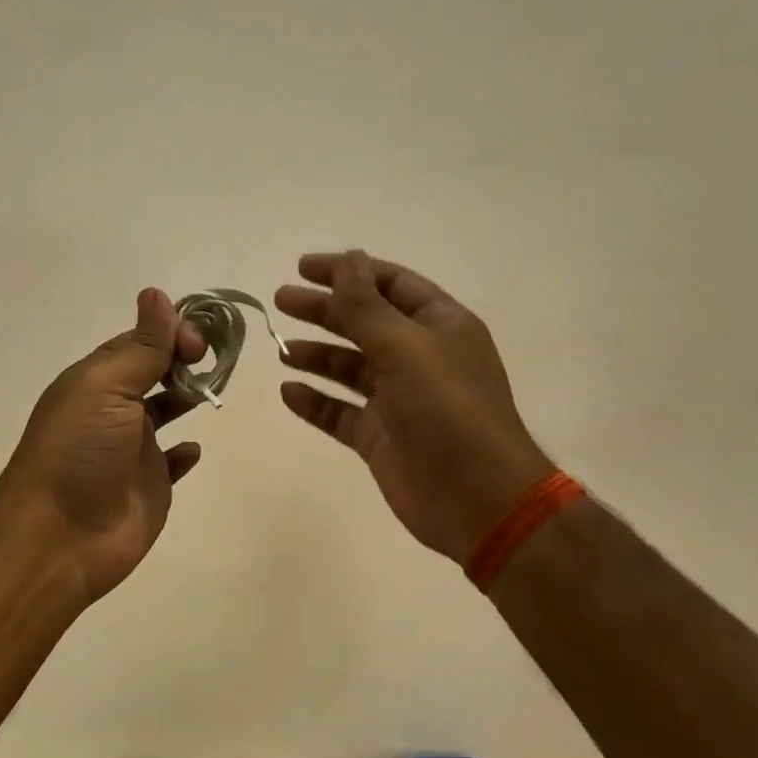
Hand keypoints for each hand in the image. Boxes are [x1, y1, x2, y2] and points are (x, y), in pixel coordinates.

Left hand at [0, 288, 207, 604]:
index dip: (173, 332)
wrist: (60, 538)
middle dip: (185, 359)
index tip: (199, 343)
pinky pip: (173, 462)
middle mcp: (115, 409)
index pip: (141, 341)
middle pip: (156, 371)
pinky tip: (195, 448)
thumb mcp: (106, 387)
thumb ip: (141, 346)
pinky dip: (186, 452)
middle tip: (215, 361)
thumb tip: (157, 294)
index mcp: (98, 380)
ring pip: (167, 411)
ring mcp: (133, 449)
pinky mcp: (149, 486)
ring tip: (215, 389)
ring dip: (189, 395)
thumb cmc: (79, 451)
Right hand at [276, 250, 555, 564]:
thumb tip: (348, 258)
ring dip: (317, 356)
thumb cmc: (447, 410)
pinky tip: (290, 393)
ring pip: (350, 368)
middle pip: (364, 323)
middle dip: (324, 310)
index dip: (349, 272)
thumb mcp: (405, 347)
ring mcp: (399, 400)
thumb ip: (367, 305)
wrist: (477, 499)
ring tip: (282, 351)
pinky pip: (341, 413)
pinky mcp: (381, 437)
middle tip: (281, 301)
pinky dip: (316, 402)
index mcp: (440, 327)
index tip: (304, 268)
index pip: (391, 284)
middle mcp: (420, 358)